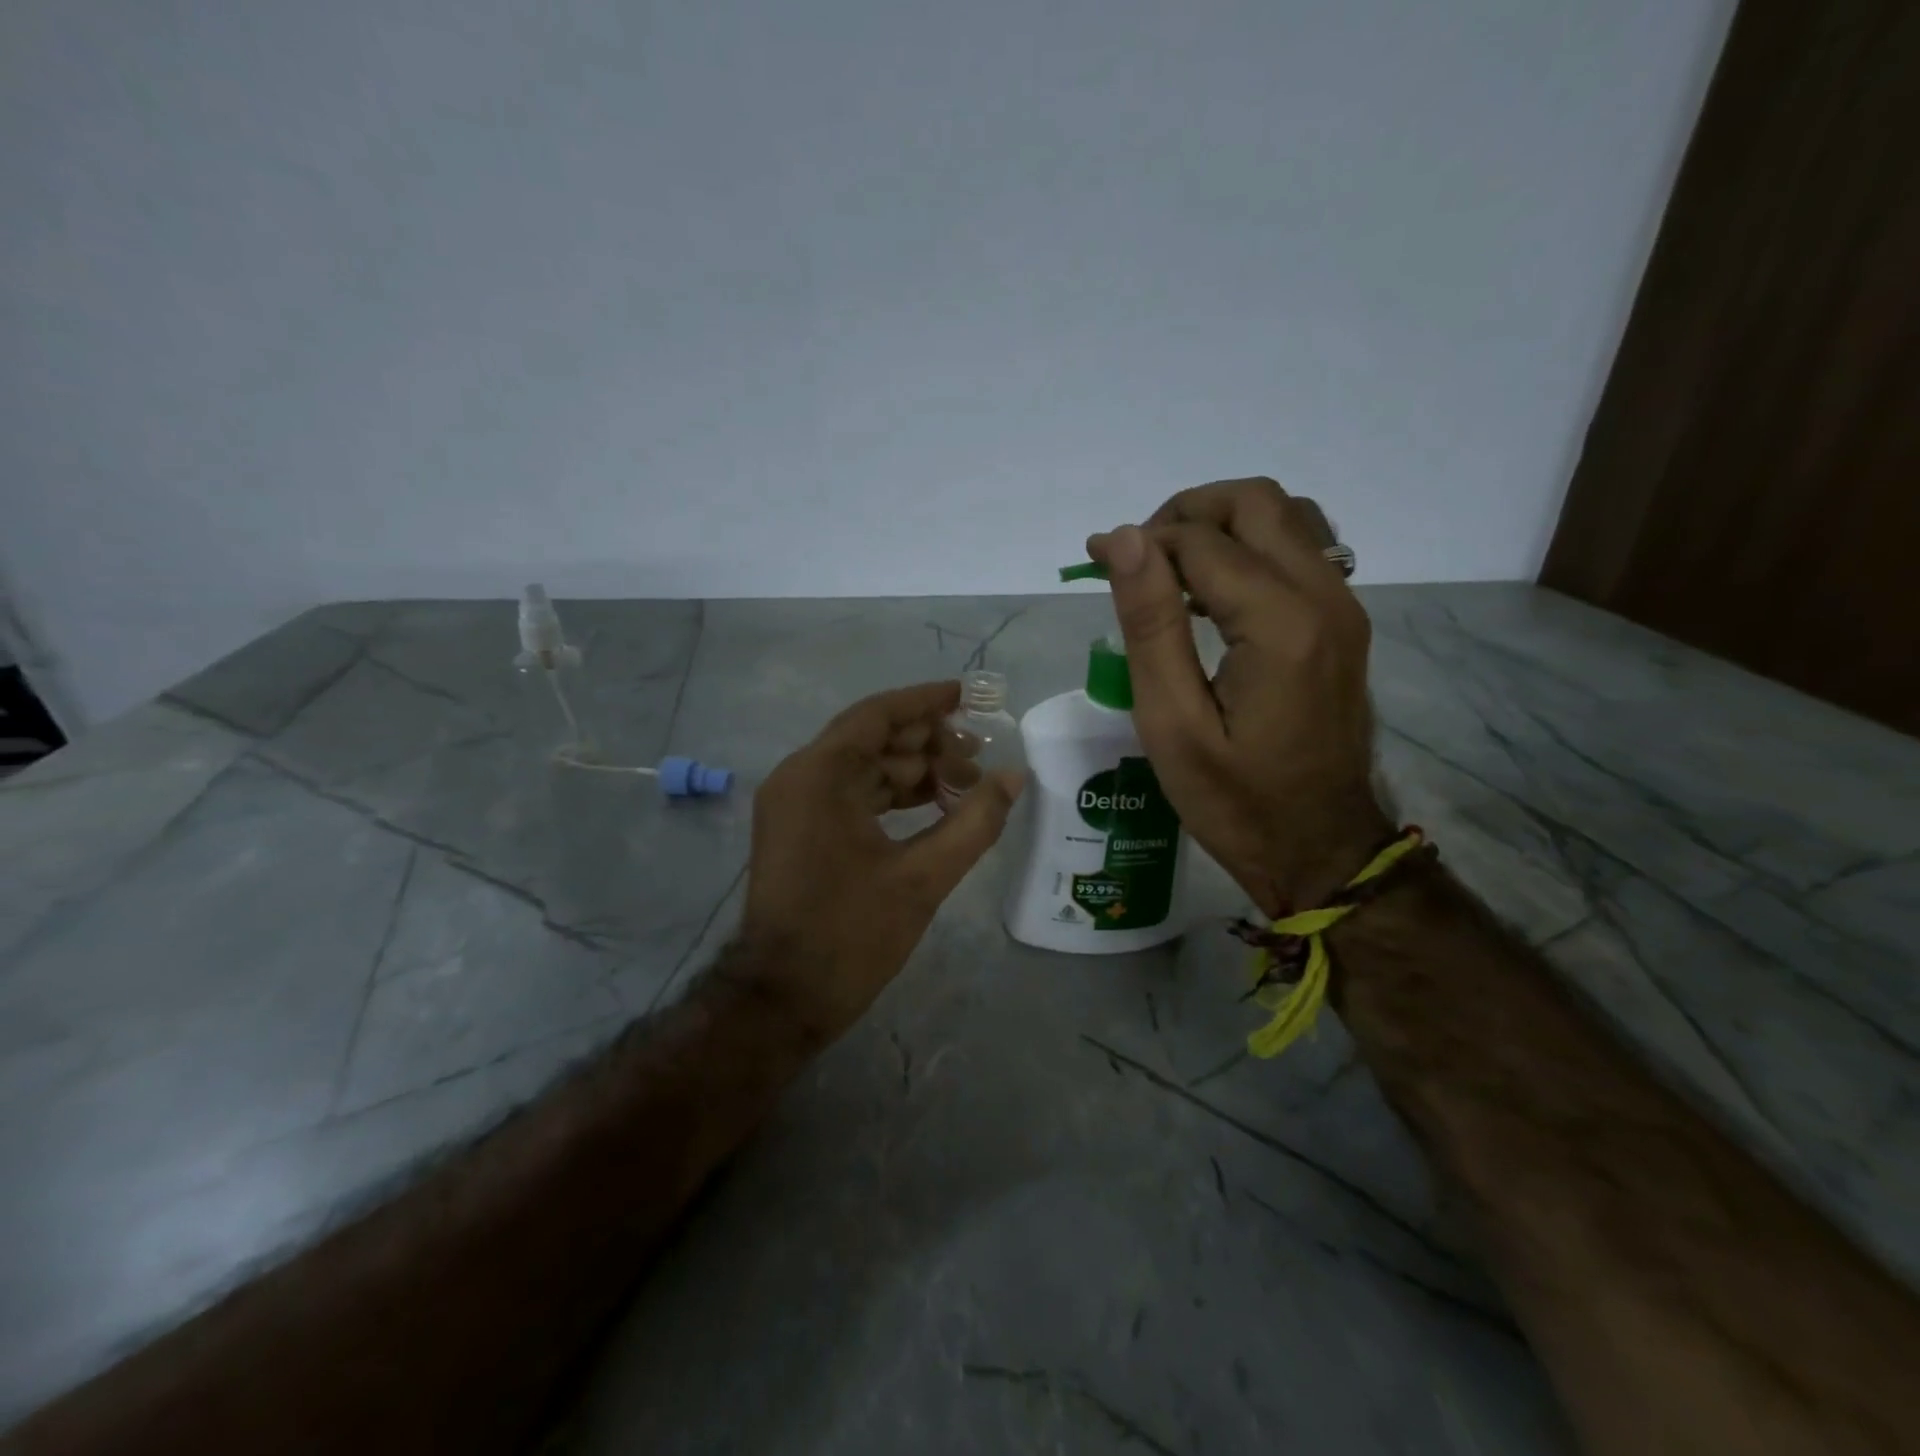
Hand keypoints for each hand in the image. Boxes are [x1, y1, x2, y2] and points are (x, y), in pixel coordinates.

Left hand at [735, 681, 1023, 1041]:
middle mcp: (799, 778)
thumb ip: (974, 822)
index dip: (926, 701)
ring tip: (967, 785)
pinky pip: (852, 795)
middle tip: (979, 757)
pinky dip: (892, 797)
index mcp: (819, 775)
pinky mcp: (800, 830)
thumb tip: (1016, 777)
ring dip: (913, 772)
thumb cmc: (849, 935)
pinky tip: (934, 807)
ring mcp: (795, 805)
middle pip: (871, 739)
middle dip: (928, 743)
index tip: (969, 696)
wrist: (781, 999)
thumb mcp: (922, 878)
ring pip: (863, 768)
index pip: (877, 715)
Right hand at [1088, 477, 1389, 916]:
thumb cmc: (1235, 801)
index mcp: (1280, 624)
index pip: (1201, 541)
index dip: (1140, 541)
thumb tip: (1124, 540)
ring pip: (1286, 516)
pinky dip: (1250, 548)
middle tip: (1137, 560)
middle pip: (1256, 501)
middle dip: (1185, 514)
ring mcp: (1344, 608)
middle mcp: (1325, 597)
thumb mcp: (1172, 723)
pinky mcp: (1344, 624)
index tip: (1093, 561)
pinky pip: (1301, 550)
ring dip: (1221, 525)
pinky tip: (1212, 594)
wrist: (1321, 849)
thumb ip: (1151, 625)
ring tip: (1171, 571)